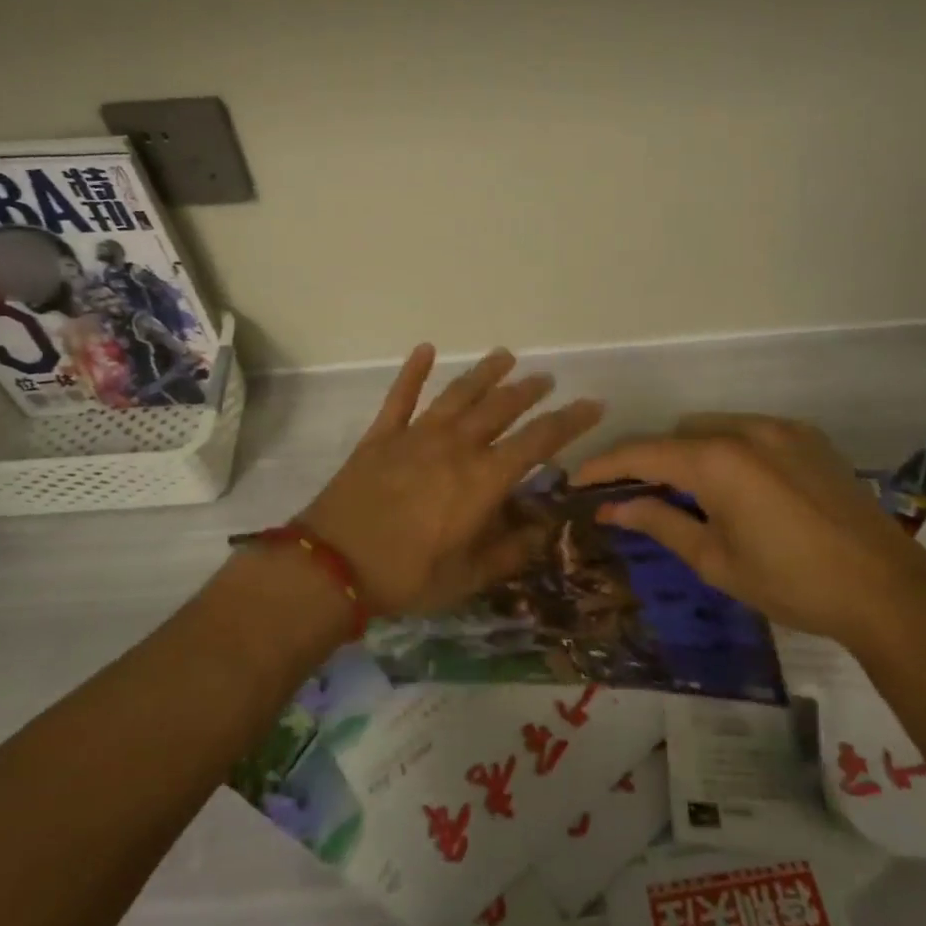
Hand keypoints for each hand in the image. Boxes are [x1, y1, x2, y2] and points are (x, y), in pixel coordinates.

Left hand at [299, 345, 603, 616]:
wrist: (332, 565)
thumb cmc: (407, 576)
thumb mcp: (469, 576)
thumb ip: (510, 550)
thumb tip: (544, 527)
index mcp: (483, 479)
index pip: (539, 441)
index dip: (570, 421)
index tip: (593, 404)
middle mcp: (456, 446)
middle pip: (501, 408)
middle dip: (528, 391)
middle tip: (546, 379)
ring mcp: (416, 436)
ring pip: (459, 394)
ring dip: (484, 373)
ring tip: (504, 356)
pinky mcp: (381, 436)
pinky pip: (401, 396)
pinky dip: (413, 371)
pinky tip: (425, 349)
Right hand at [574, 414, 925, 646]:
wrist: (886, 590)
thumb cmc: (790, 582)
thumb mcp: (715, 560)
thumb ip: (660, 522)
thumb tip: (612, 507)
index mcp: (716, 461)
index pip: (642, 453)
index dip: (604, 466)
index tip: (577, 480)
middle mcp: (744, 430)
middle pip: (676, 435)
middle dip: (650, 462)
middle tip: (638, 498)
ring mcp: (781, 429)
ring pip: (712, 427)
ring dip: (690, 453)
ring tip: (692, 496)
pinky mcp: (809, 438)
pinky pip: (750, 431)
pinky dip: (729, 450)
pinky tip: (741, 488)